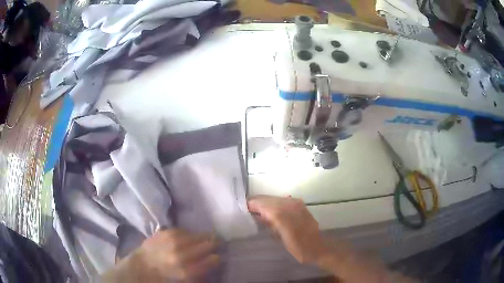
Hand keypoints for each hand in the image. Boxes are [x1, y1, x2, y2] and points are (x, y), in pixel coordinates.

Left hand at [104, 229, 218, 281]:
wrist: (142, 265)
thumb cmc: (163, 276)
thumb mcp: (183, 279)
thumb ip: (199, 271)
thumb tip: (212, 261)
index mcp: (185, 270)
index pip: (208, 262)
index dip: (215, 258)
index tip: (218, 256)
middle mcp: (179, 255)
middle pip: (203, 247)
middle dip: (212, 244)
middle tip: (218, 242)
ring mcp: (171, 242)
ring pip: (194, 237)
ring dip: (203, 236)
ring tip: (209, 236)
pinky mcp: (164, 233)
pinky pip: (182, 231)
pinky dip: (189, 233)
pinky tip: (192, 236)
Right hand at [247, 195, 324, 263]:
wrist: (318, 248)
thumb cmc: (298, 248)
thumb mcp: (280, 239)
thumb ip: (268, 224)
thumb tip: (257, 215)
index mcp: (281, 215)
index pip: (261, 204)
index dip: (251, 205)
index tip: (242, 208)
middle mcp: (289, 205)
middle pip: (267, 199)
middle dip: (257, 203)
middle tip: (248, 210)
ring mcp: (296, 204)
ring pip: (275, 198)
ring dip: (265, 203)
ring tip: (257, 211)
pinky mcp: (300, 205)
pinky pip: (283, 200)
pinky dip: (275, 204)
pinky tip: (271, 211)